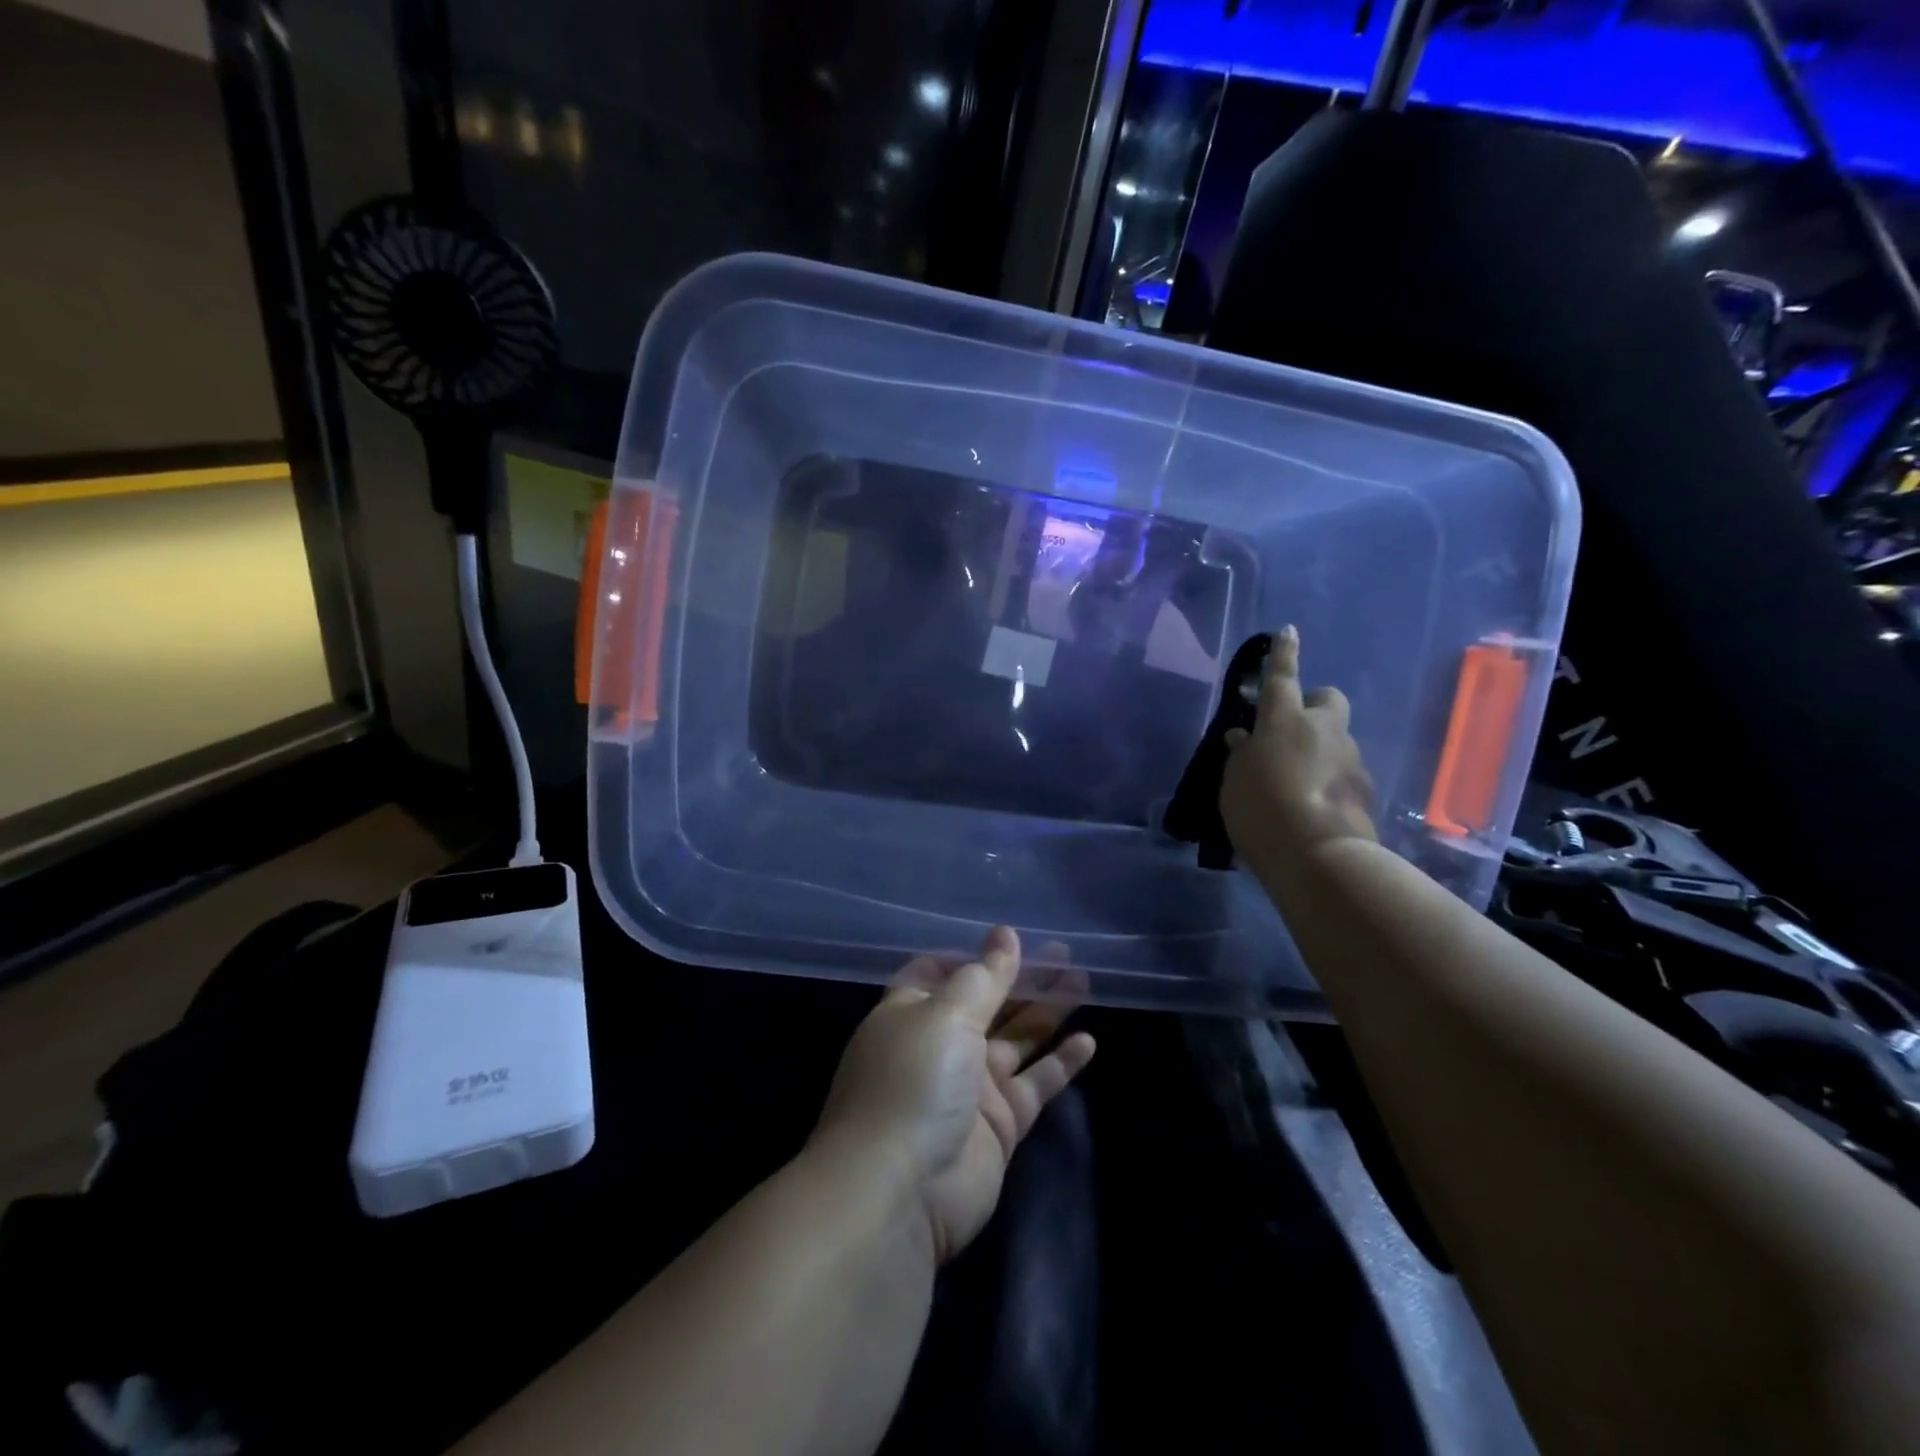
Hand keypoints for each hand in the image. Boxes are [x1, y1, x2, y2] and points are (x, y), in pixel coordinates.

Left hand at [811, 927, 1095, 1264]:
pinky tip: (1088, 1041)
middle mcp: (940, 1046)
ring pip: (1016, 1039)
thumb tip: (1004, 934)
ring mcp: (970, 1087)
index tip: (1009, 938)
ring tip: (1083, 979)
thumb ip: (984, 976)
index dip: (973, 957)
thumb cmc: (914, 1081)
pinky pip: (1034, 1085)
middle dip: (1022, 978)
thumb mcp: (946, 1014)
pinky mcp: (998, 1126)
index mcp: (912, 1013)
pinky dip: (1060, 1065)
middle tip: (1065, 952)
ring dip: (1047, 1011)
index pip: (940, 973)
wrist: (900, 1191)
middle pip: (988, 1003)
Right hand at [1220, 625, 1377, 884]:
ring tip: (1294, 784)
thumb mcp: (1234, 781)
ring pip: (1336, 740)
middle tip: (1290, 731)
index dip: (1283, 654)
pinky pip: (1343, 773)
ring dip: (1319, 751)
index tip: (1288, 631)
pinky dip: (1329, 781)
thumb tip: (1245, 738)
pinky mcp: (1366, 790)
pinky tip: (1312, 807)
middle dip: (1313, 706)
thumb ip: (1241, 755)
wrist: (1319, 856)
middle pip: (1328, 699)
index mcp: (1285, 720)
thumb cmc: (1262, 809)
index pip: (1282, 676)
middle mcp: (1324, 730)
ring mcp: (1351, 759)